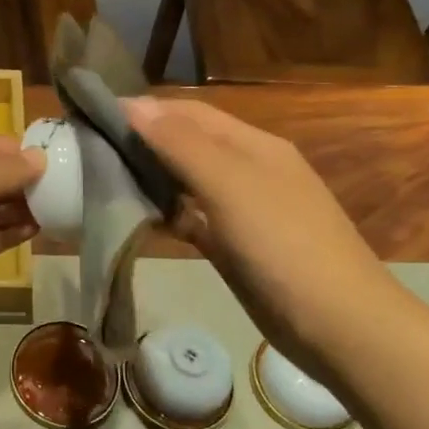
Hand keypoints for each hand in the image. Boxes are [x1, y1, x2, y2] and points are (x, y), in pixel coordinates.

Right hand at [121, 97, 401, 364]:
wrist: (338, 324)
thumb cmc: (283, 245)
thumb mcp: (230, 185)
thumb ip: (180, 144)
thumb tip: (132, 104)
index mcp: (253, 145)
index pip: (189, 112)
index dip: (145, 109)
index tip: (94, 116)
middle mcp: (248, 169)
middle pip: (187, 144)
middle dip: (143, 141)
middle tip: (91, 149)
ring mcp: (243, 210)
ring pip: (187, 182)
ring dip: (151, 176)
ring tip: (103, 179)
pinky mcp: (235, 246)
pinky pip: (193, 218)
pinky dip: (167, 213)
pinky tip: (139, 218)